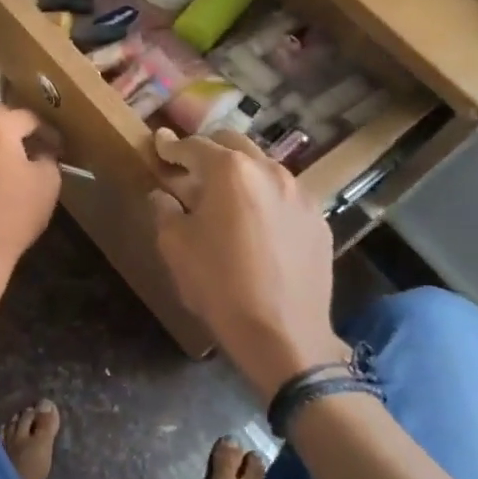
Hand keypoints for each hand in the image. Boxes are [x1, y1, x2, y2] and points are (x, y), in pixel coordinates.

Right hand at [148, 128, 348, 405]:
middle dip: (209, 151)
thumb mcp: (175, 246)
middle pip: (234, 144)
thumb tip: (163, 194)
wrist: (283, 334)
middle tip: (190, 169)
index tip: (158, 144)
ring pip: (264, 168)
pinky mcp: (319, 220)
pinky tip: (256, 226)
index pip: (194, 146)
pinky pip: (285, 197)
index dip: (171, 146)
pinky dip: (265, 200)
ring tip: (224, 198)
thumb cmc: (219, 285)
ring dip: (240, 174)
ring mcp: (301, 194)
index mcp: (231, 171)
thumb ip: (164, 209)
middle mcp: (270, 171)